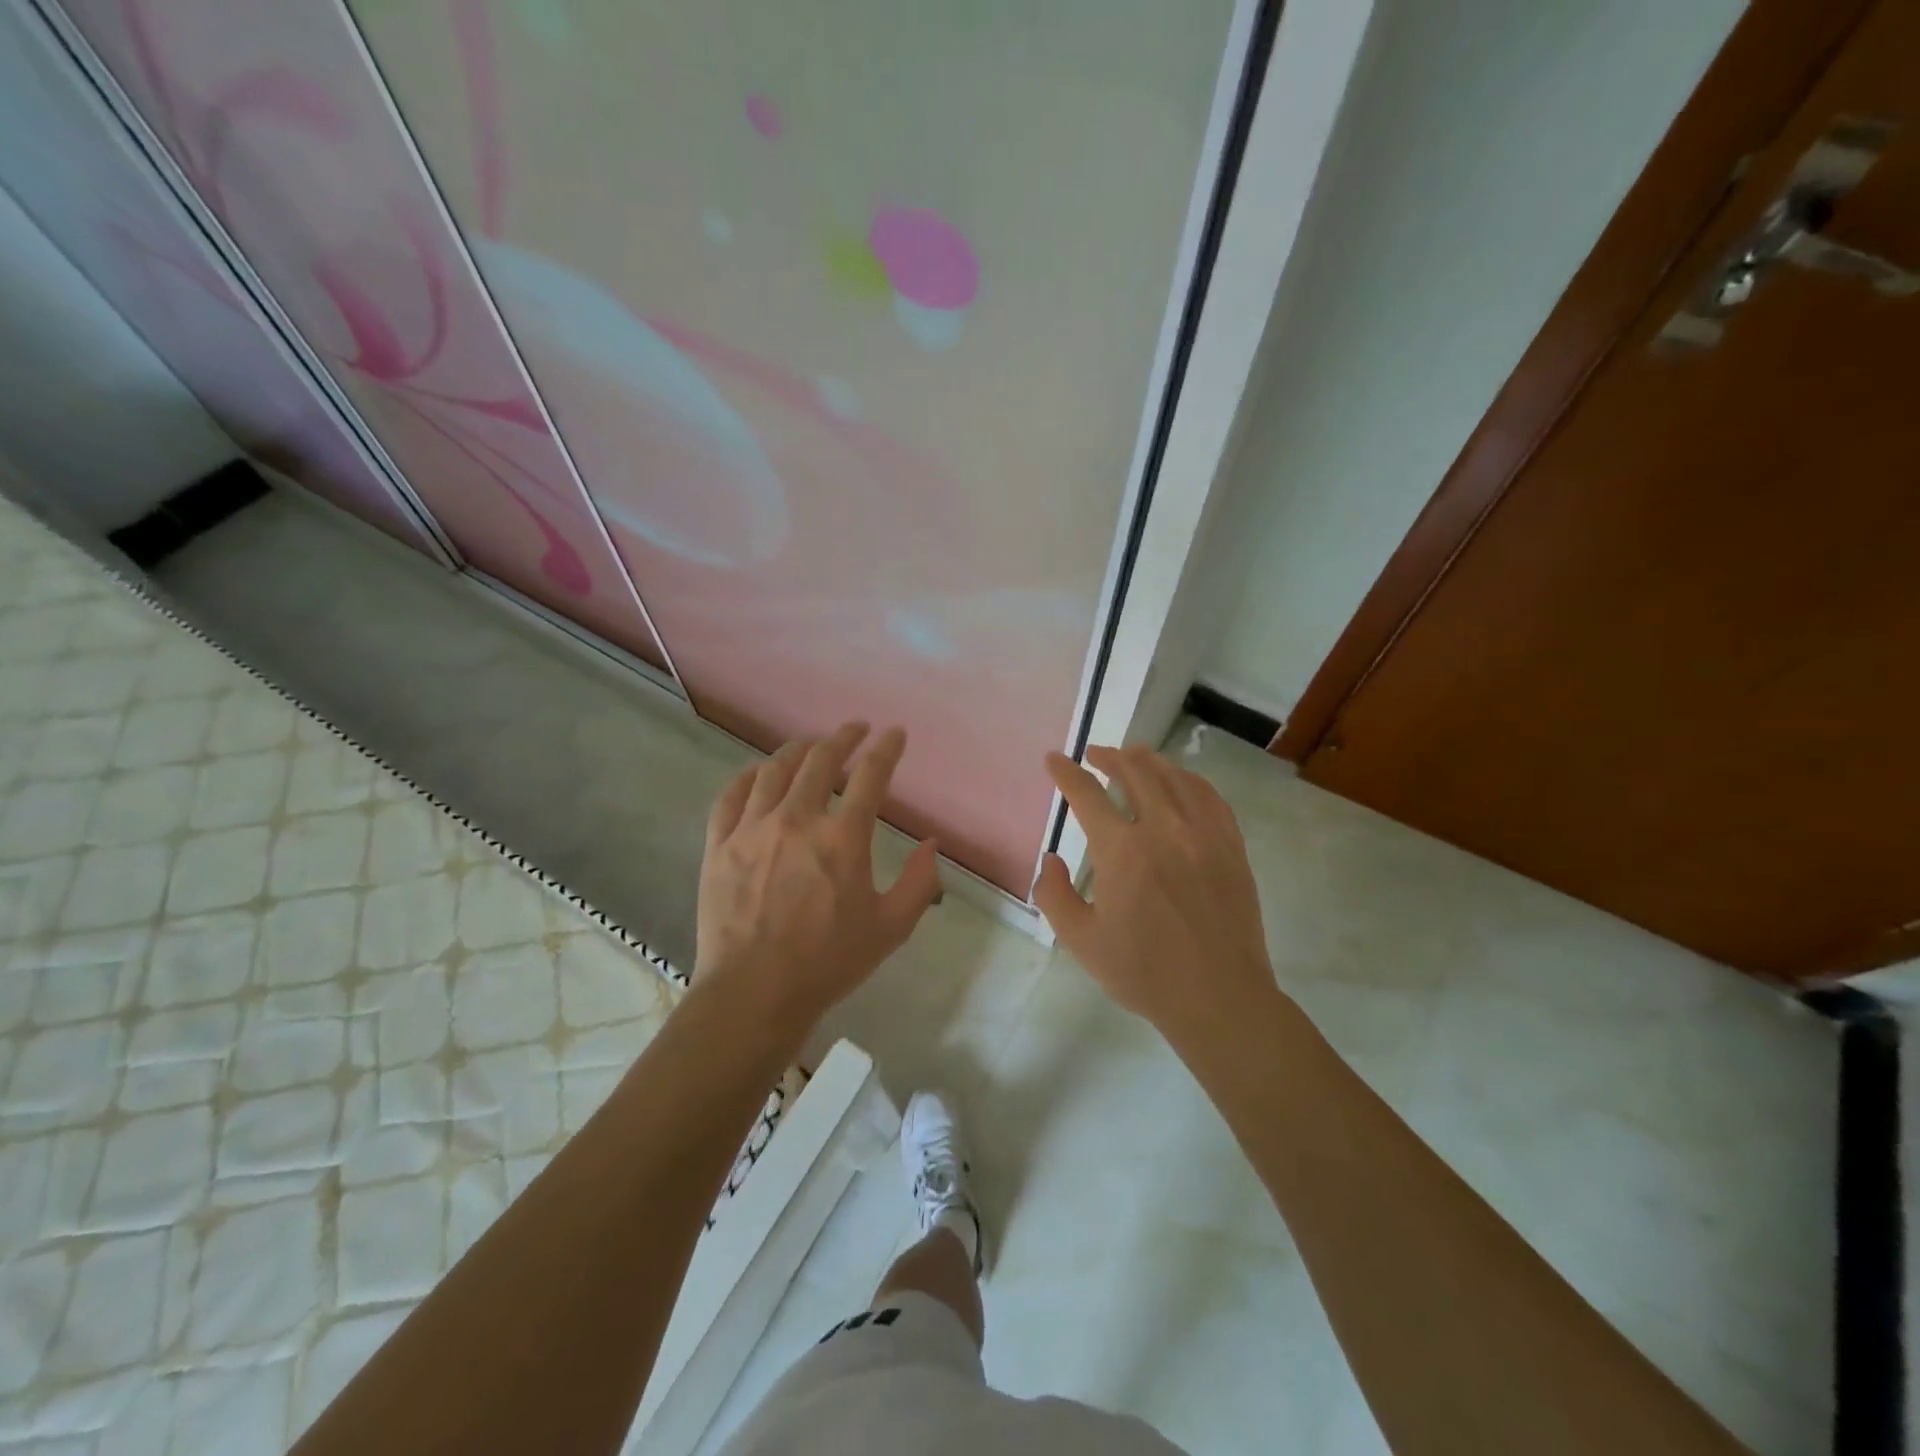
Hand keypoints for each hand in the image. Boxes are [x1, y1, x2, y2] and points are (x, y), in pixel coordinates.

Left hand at [694, 722, 941, 1038]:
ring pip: (775, 769)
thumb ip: (919, 882)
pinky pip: (732, 795)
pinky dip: (750, 776)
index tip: (894, 734)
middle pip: (821, 759)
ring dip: (799, 750)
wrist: (754, 994)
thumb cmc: (828, 963)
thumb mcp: (891, 928)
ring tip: (811, 746)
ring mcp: (752, 829)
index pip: (871, 775)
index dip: (886, 748)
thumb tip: (931, 843)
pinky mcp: (720, 844)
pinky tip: (760, 774)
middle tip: (855, 730)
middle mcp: (797, 819)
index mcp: (843, 838)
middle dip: (843, 737)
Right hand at [1034, 745, 1278, 1046]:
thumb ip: (1054, 895)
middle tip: (1095, 755)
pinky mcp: (1231, 847)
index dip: (1066, 772)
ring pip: (1174, 777)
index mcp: (1122, 851)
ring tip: (1134, 757)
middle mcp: (1164, 830)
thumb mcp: (1081, 941)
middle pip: (1135, 771)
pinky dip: (1189, 780)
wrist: (1219, 998)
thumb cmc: (1144, 973)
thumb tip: (1052, 859)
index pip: (1087, 794)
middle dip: (1109, 756)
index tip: (1055, 760)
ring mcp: (1204, 835)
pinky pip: (1210, 797)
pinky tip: (1180, 782)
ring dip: (1148, 761)